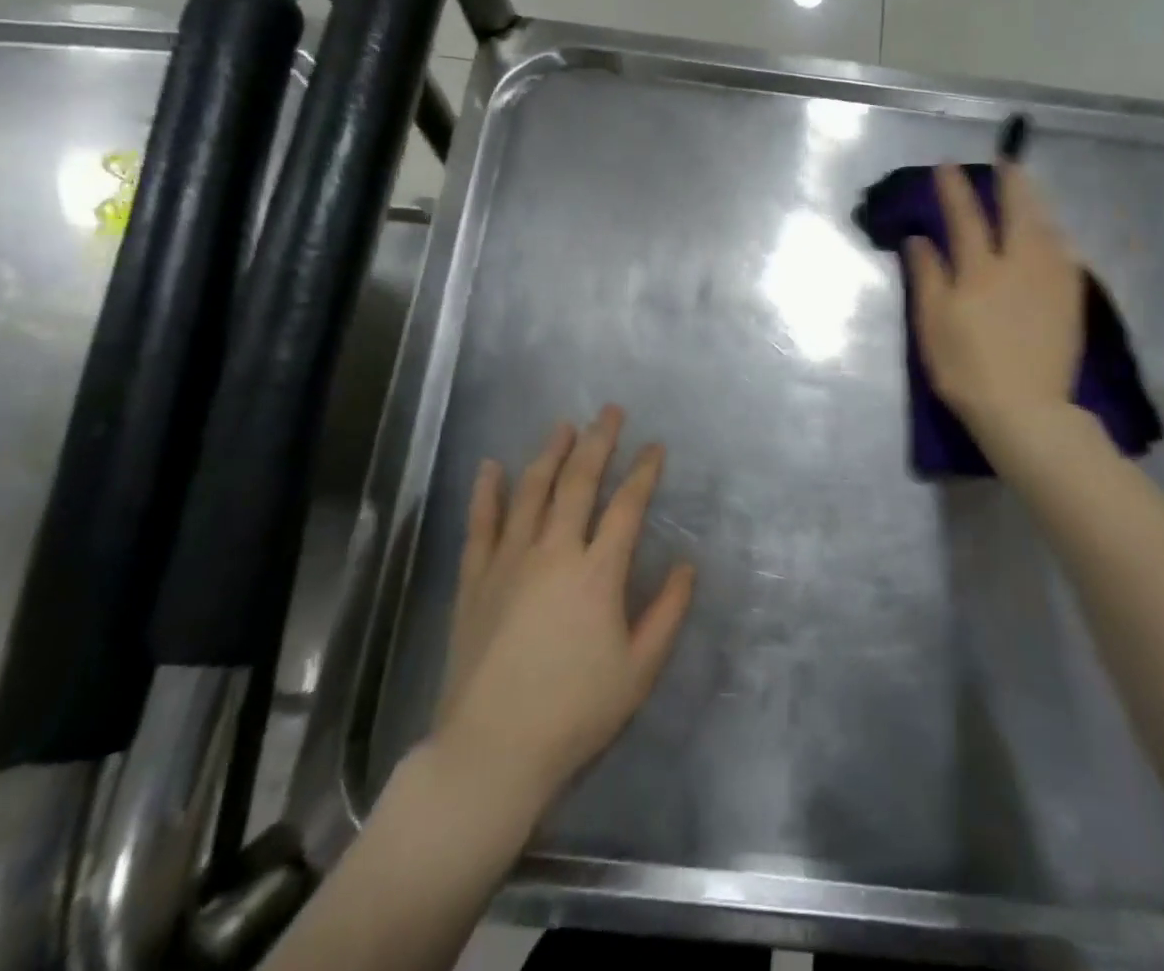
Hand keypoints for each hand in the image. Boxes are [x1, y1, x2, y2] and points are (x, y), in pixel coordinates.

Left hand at [432, 406, 696, 806]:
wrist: (491, 751)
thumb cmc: (574, 713)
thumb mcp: (638, 670)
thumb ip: (667, 613)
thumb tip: (687, 565)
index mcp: (597, 573)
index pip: (627, 506)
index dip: (644, 472)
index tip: (655, 447)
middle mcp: (554, 552)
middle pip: (578, 482)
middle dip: (598, 442)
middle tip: (609, 411)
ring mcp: (509, 561)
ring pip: (531, 492)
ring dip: (550, 453)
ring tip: (564, 425)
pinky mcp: (475, 579)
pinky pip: (481, 524)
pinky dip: (487, 492)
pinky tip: (491, 466)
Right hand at [907, 162, 1085, 436]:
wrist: (1026, 409)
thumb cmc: (966, 370)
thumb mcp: (932, 325)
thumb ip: (926, 277)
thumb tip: (918, 239)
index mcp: (979, 271)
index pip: (965, 218)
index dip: (955, 189)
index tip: (947, 165)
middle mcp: (1019, 265)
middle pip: (1018, 211)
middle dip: (1011, 182)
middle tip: (1007, 161)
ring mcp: (1051, 280)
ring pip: (1046, 227)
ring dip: (1036, 202)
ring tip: (1028, 189)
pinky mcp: (1071, 299)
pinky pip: (1064, 252)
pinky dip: (1053, 233)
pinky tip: (1051, 233)